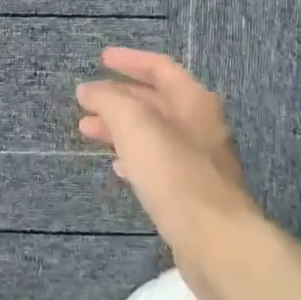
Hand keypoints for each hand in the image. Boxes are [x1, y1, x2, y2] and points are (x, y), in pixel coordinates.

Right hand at [77, 47, 263, 292]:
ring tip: (87, 131)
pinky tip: (117, 166)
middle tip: (85, 101)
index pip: (161, 68)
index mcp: (194, 102)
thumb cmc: (175, 174)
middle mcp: (201, 126)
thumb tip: (90, 89)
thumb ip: (110, 100)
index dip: (130, 61)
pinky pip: (157, 163)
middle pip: (156, 101)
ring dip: (120, 128)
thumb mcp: (136, 125)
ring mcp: (199, 161)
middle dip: (118, 98)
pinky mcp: (191, 192)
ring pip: (153, 134)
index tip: (101, 59)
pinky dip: (133, 156)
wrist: (215, 240)